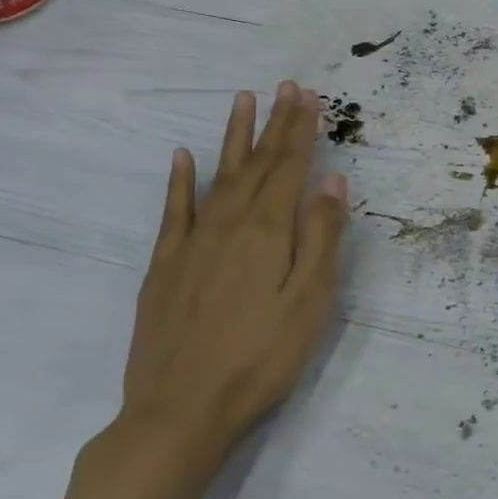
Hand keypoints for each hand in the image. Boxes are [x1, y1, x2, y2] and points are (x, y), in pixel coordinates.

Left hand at [120, 82, 348, 461]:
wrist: (180, 411)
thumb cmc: (261, 357)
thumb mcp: (310, 300)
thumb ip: (322, 236)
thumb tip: (332, 181)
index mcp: (268, 231)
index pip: (290, 167)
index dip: (301, 130)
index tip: (309, 96)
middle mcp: (228, 224)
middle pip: (257, 164)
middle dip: (275, 124)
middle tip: (286, 87)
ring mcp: (192, 243)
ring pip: (219, 176)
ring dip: (234, 138)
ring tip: (242, 101)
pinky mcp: (165, 266)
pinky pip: (174, 211)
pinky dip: (179, 181)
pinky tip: (181, 157)